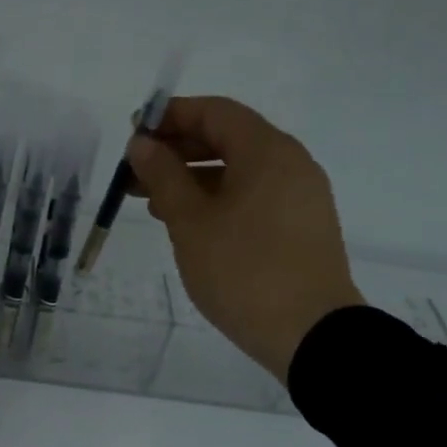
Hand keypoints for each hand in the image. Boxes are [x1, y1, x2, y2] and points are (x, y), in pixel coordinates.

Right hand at [127, 96, 362, 377]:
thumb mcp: (191, 222)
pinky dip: (217, 199)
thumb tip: (143, 144)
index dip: (171, 117)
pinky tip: (189, 224)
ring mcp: (300, 196)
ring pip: (238, 171)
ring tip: (152, 202)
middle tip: (135, 173)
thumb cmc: (244, 271)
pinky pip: (253, 196)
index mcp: (267, 151)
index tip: (134, 135)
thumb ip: (163, 176)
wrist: (312, 335)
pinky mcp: (300, 226)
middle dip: (177, 151)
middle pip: (227, 139)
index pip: (215, 112)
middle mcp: (290, 163)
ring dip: (193, 178)